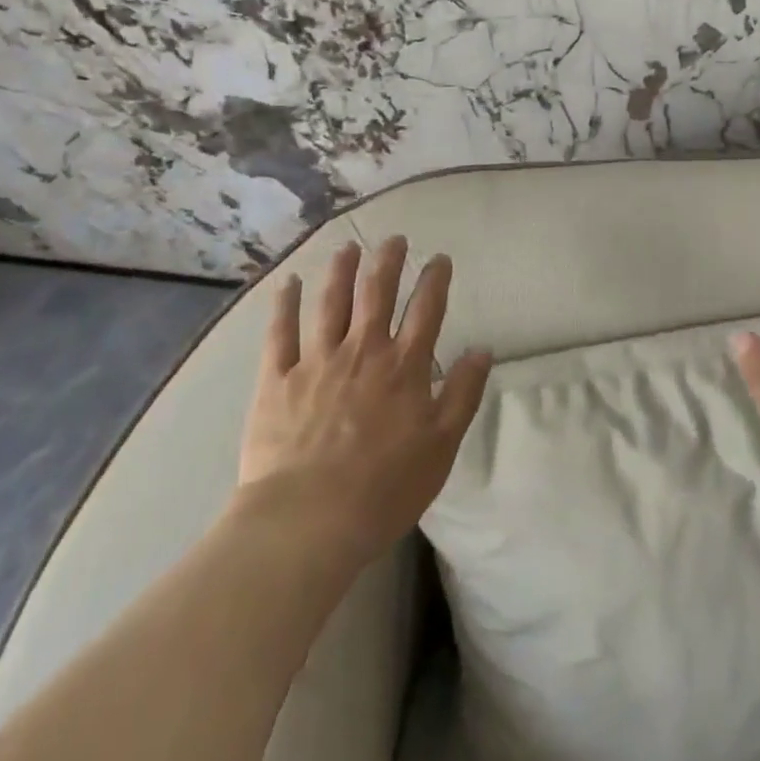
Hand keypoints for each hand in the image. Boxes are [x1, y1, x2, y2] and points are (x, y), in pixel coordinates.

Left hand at [235, 236, 491, 564]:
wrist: (308, 521)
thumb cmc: (384, 488)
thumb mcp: (442, 446)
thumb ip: (463, 394)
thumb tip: (482, 349)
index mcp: (404, 367)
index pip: (427, 310)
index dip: (435, 280)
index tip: (440, 258)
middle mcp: (363, 351)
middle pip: (377, 294)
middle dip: (388, 261)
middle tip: (394, 239)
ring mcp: (317, 361)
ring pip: (331, 303)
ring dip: (342, 271)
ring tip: (349, 247)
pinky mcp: (277, 380)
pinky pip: (281, 333)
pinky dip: (285, 304)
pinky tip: (288, 282)